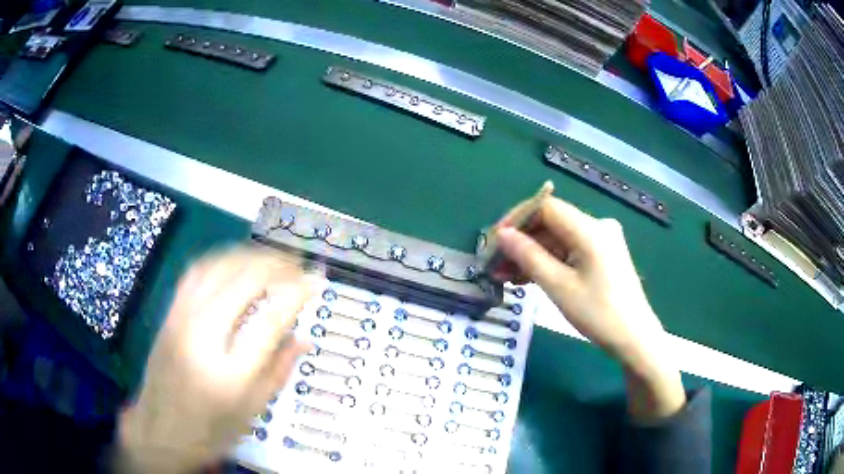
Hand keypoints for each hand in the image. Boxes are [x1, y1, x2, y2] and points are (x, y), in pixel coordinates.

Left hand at [118, 246, 317, 471]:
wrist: (159, 429)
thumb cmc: (211, 430)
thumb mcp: (252, 411)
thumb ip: (279, 370)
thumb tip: (305, 337)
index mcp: (230, 372)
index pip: (271, 318)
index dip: (298, 292)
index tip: (316, 280)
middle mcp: (203, 336)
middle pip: (244, 281)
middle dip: (278, 265)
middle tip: (299, 264)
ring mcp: (181, 318)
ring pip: (219, 267)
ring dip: (251, 255)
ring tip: (273, 257)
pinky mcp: (170, 312)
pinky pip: (197, 271)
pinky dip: (221, 258)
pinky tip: (236, 260)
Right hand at [493, 195, 684, 421]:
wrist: (634, 338)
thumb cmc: (598, 313)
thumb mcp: (559, 286)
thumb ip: (528, 256)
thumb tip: (502, 235)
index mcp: (590, 229)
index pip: (546, 208)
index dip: (518, 219)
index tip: (495, 240)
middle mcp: (598, 227)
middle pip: (552, 223)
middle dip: (522, 242)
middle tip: (496, 264)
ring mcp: (603, 241)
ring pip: (559, 239)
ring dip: (533, 255)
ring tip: (506, 276)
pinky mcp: (604, 256)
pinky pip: (571, 251)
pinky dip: (550, 262)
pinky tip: (529, 278)